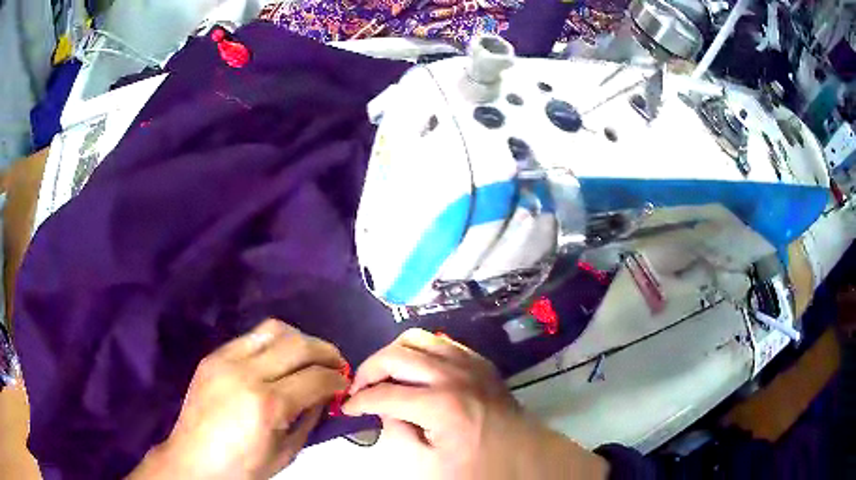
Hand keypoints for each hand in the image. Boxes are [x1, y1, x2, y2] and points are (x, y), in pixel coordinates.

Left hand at [129, 319, 348, 479]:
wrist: (194, 458)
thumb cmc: (244, 465)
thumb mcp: (286, 452)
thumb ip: (309, 418)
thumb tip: (325, 394)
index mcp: (267, 405)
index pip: (315, 378)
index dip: (337, 378)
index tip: (345, 382)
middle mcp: (247, 374)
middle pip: (298, 345)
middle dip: (326, 351)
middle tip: (336, 363)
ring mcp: (226, 360)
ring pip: (273, 329)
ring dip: (299, 339)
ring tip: (308, 355)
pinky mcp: (213, 356)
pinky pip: (250, 337)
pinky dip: (272, 342)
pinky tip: (277, 358)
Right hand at [343, 329, 608, 479]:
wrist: (524, 456)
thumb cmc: (476, 467)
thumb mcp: (427, 466)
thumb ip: (397, 434)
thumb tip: (385, 409)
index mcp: (440, 405)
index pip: (384, 394)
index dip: (358, 400)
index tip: (346, 408)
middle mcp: (453, 375)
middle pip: (395, 355)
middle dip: (368, 370)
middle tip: (360, 389)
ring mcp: (469, 363)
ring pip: (417, 338)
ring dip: (392, 354)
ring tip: (384, 376)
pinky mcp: (478, 361)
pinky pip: (440, 341)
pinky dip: (419, 350)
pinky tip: (414, 370)